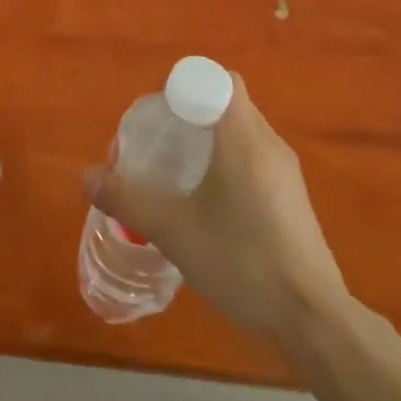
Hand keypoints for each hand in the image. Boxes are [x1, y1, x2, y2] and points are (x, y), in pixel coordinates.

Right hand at [83, 72, 344, 338]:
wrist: (312, 321)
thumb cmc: (241, 260)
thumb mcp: (173, 230)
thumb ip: (127, 199)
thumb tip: (88, 176)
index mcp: (243, 137)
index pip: (216, 79)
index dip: (184, 87)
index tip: (158, 116)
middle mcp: (269, 144)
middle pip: (226, 104)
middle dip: (189, 114)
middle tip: (156, 144)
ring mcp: (285, 173)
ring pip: (240, 134)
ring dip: (207, 142)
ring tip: (174, 174)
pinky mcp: (292, 200)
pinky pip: (253, 160)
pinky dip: (226, 165)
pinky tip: (206, 205)